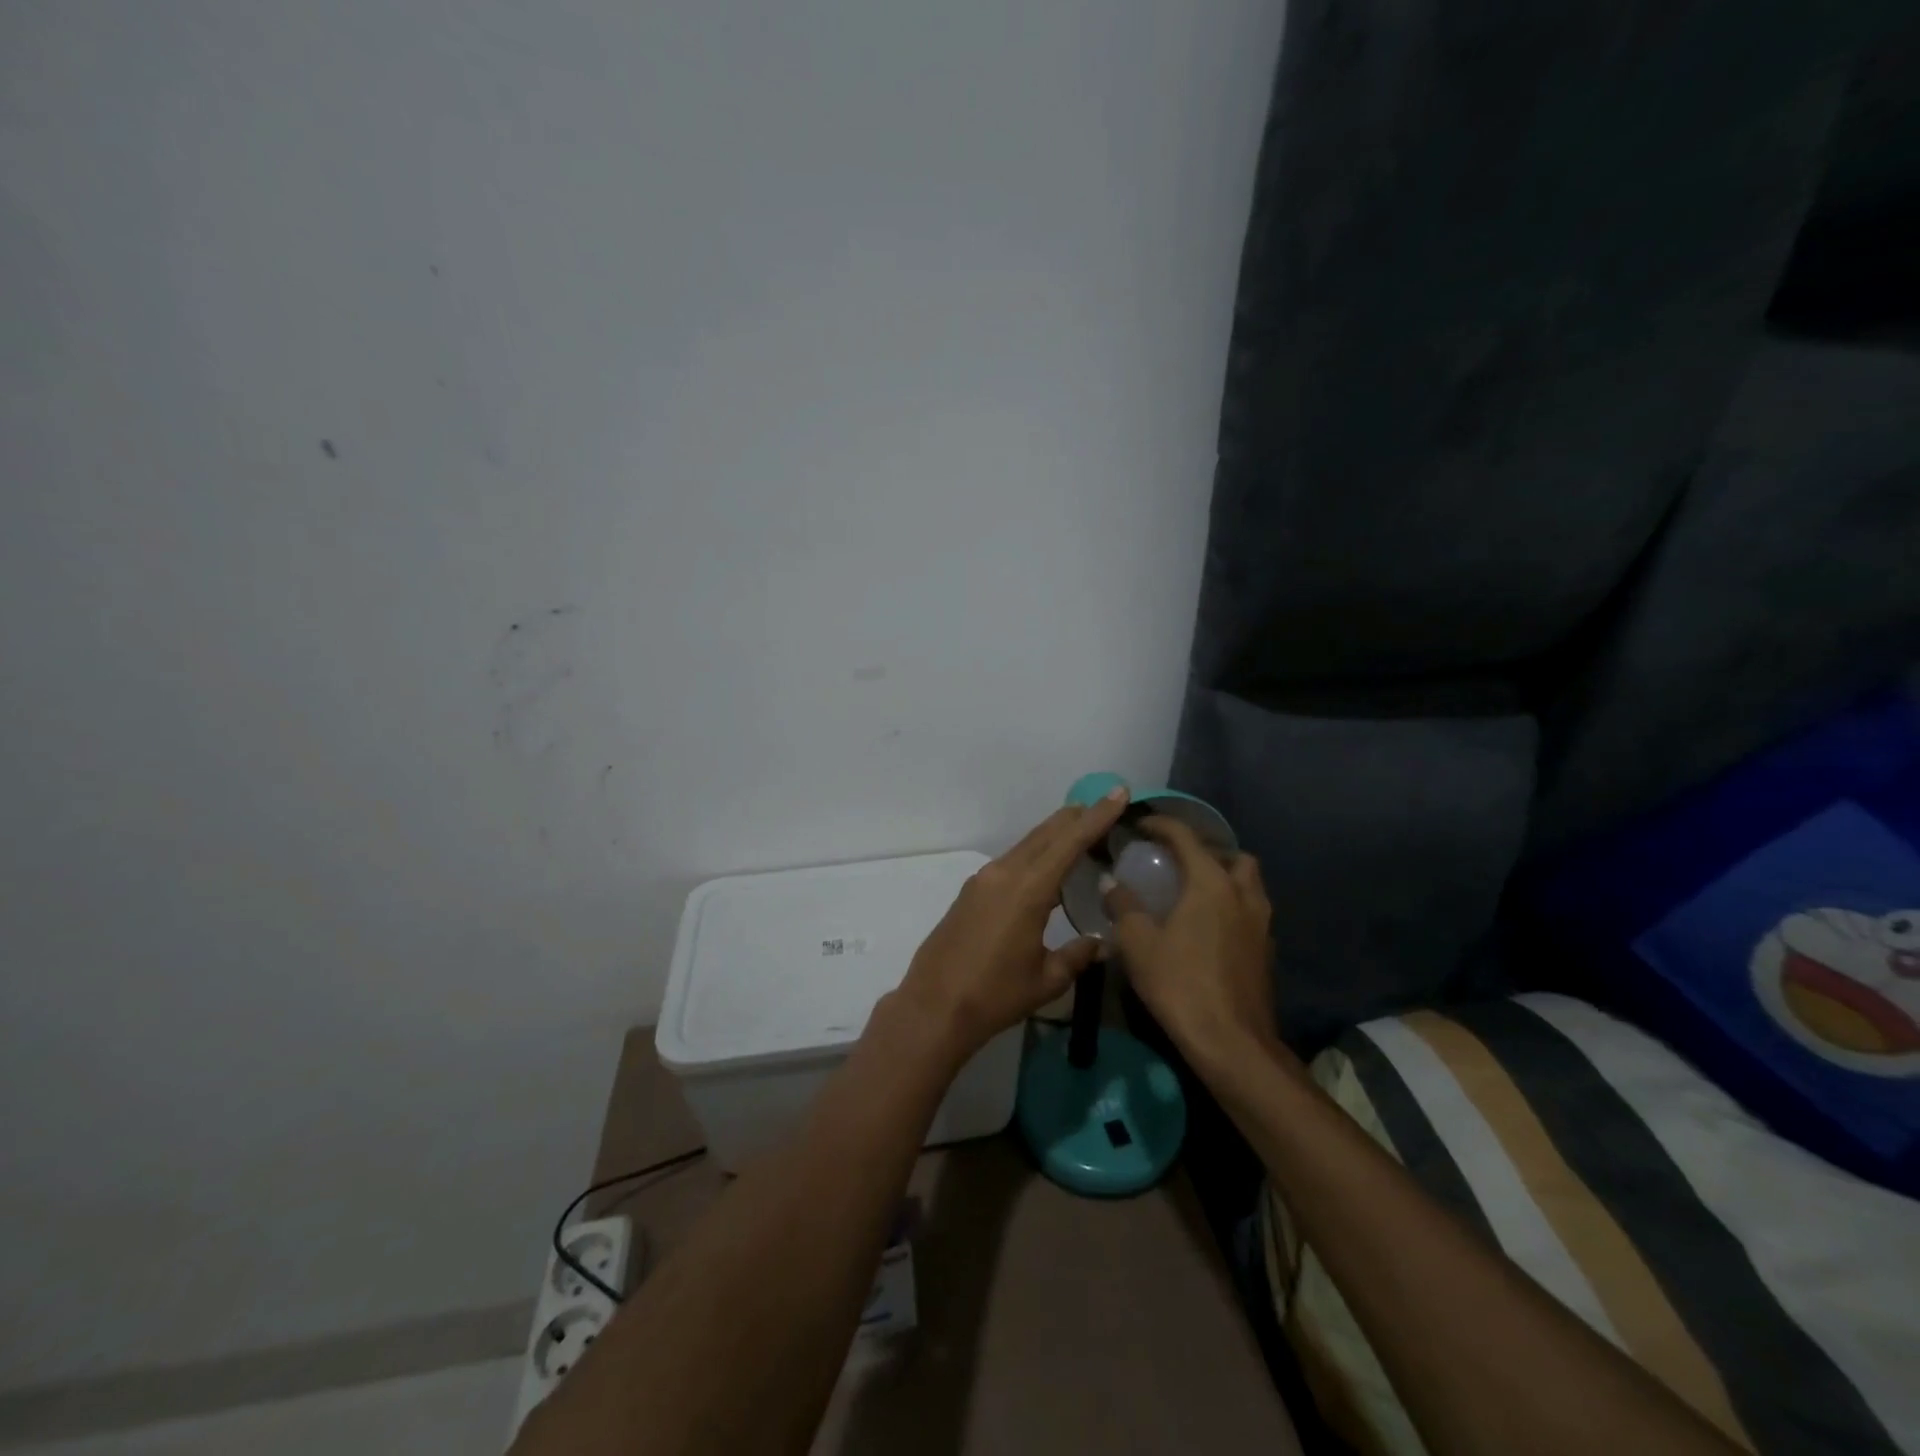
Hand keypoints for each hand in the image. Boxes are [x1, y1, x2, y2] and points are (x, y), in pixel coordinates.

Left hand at [893, 788, 1130, 1061]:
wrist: (934, 1007)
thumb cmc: (995, 995)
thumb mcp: (1046, 980)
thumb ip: (1077, 955)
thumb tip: (1101, 943)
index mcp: (1028, 889)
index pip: (1069, 842)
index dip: (1097, 816)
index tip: (1118, 793)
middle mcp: (1004, 873)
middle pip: (1046, 833)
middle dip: (1077, 817)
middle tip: (1105, 806)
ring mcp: (983, 880)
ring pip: (1027, 844)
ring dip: (1055, 834)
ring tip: (1081, 831)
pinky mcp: (971, 891)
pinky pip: (1011, 860)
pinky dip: (1035, 853)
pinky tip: (1046, 866)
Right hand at [1104, 816, 1276, 1069]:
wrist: (1231, 1042)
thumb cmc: (1180, 984)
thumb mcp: (1138, 944)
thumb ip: (1123, 906)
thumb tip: (1111, 883)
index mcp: (1211, 884)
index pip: (1186, 838)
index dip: (1162, 825)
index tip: (1141, 825)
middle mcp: (1242, 894)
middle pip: (1232, 856)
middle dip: (1207, 851)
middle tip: (1178, 862)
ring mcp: (1261, 923)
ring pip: (1248, 884)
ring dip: (1224, 878)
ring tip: (1193, 892)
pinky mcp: (1266, 950)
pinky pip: (1250, 911)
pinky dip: (1231, 906)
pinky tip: (1208, 927)